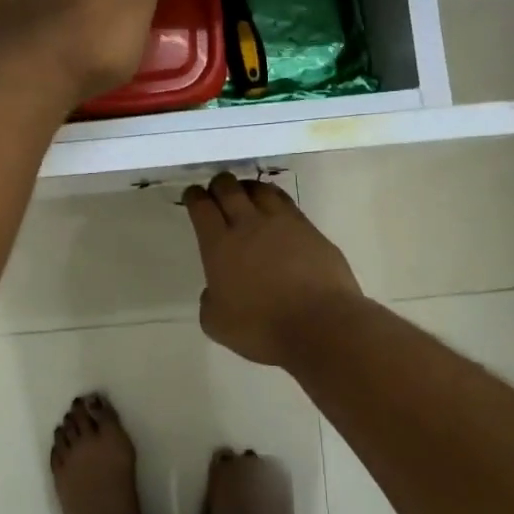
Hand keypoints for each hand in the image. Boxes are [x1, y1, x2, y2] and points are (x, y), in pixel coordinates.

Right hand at [184, 173, 363, 367]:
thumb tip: (215, 291)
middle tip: (216, 190)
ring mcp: (283, 223)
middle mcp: (248, 225)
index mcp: (219, 245)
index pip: (201, 207)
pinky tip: (275, 209)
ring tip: (246, 193)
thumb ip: (210, 301)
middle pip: (229, 189)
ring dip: (248, 187)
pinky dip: (275, 199)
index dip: (194, 197)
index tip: (192, 196)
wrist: (321, 324)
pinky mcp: (310, 229)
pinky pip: (287, 203)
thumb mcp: (217, 324)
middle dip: (219, 185)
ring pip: (260, 189)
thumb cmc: (263, 328)